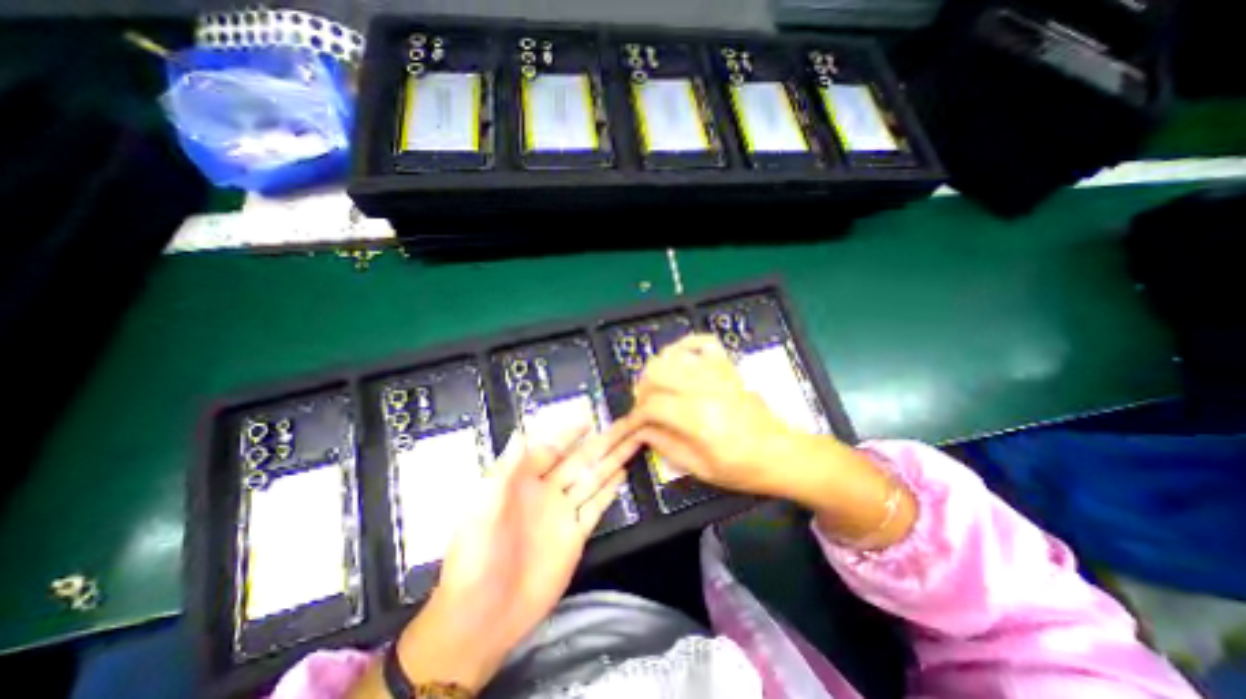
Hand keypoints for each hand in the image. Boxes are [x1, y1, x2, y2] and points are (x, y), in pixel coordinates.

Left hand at [388, 419, 640, 689]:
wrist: (482, 615)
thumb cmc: (475, 554)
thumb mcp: (482, 504)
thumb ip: (506, 467)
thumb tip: (521, 430)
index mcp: (524, 481)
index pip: (552, 448)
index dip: (569, 433)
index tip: (589, 417)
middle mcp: (548, 492)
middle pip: (580, 460)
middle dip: (603, 441)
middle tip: (626, 424)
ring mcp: (563, 513)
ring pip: (593, 479)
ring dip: (612, 460)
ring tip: (632, 441)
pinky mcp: (575, 536)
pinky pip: (596, 507)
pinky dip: (610, 490)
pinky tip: (622, 473)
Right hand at [635, 333, 796, 497]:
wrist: (781, 453)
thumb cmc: (743, 468)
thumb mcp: (701, 469)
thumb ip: (666, 446)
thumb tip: (642, 430)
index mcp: (699, 419)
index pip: (652, 406)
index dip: (636, 416)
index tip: (633, 426)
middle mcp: (705, 389)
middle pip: (656, 373)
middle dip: (642, 390)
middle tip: (644, 407)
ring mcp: (718, 374)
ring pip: (672, 356)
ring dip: (657, 370)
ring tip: (658, 388)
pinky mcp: (728, 368)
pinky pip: (702, 342)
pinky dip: (685, 346)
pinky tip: (678, 360)